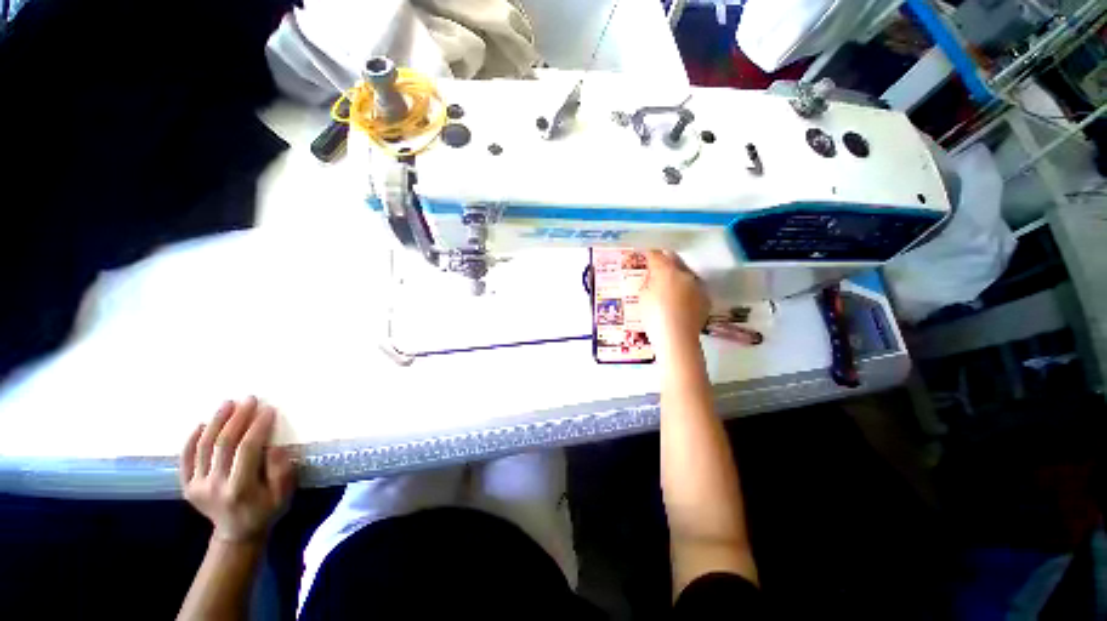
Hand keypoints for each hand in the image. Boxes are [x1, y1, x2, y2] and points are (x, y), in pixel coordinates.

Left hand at [180, 397, 295, 543]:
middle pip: (223, 444)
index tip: (268, 410)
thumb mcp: (283, 494)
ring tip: (227, 404)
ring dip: (216, 422)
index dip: (258, 427)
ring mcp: (197, 486)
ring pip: (203, 447)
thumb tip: (275, 446)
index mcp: (240, 488)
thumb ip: (281, 471)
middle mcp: (214, 486)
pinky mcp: (187, 486)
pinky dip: (191, 440)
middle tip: (249, 400)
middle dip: (237, 418)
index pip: (247, 450)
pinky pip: (186, 459)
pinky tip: (201, 424)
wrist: (236, 533)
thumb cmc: (266, 510)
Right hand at [640, 251, 708, 355]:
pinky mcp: (705, 298)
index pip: (657, 256)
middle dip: (666, 261)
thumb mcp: (643, 297)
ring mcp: (698, 285)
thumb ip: (648, 282)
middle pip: (675, 260)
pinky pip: (694, 287)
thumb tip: (653, 276)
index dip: (650, 255)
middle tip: (658, 267)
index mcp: (667, 271)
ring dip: (677, 275)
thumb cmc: (654, 317)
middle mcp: (685, 274)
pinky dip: (686, 288)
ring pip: (686, 273)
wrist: (677, 338)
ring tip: (669, 283)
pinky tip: (680, 299)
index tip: (646, 255)